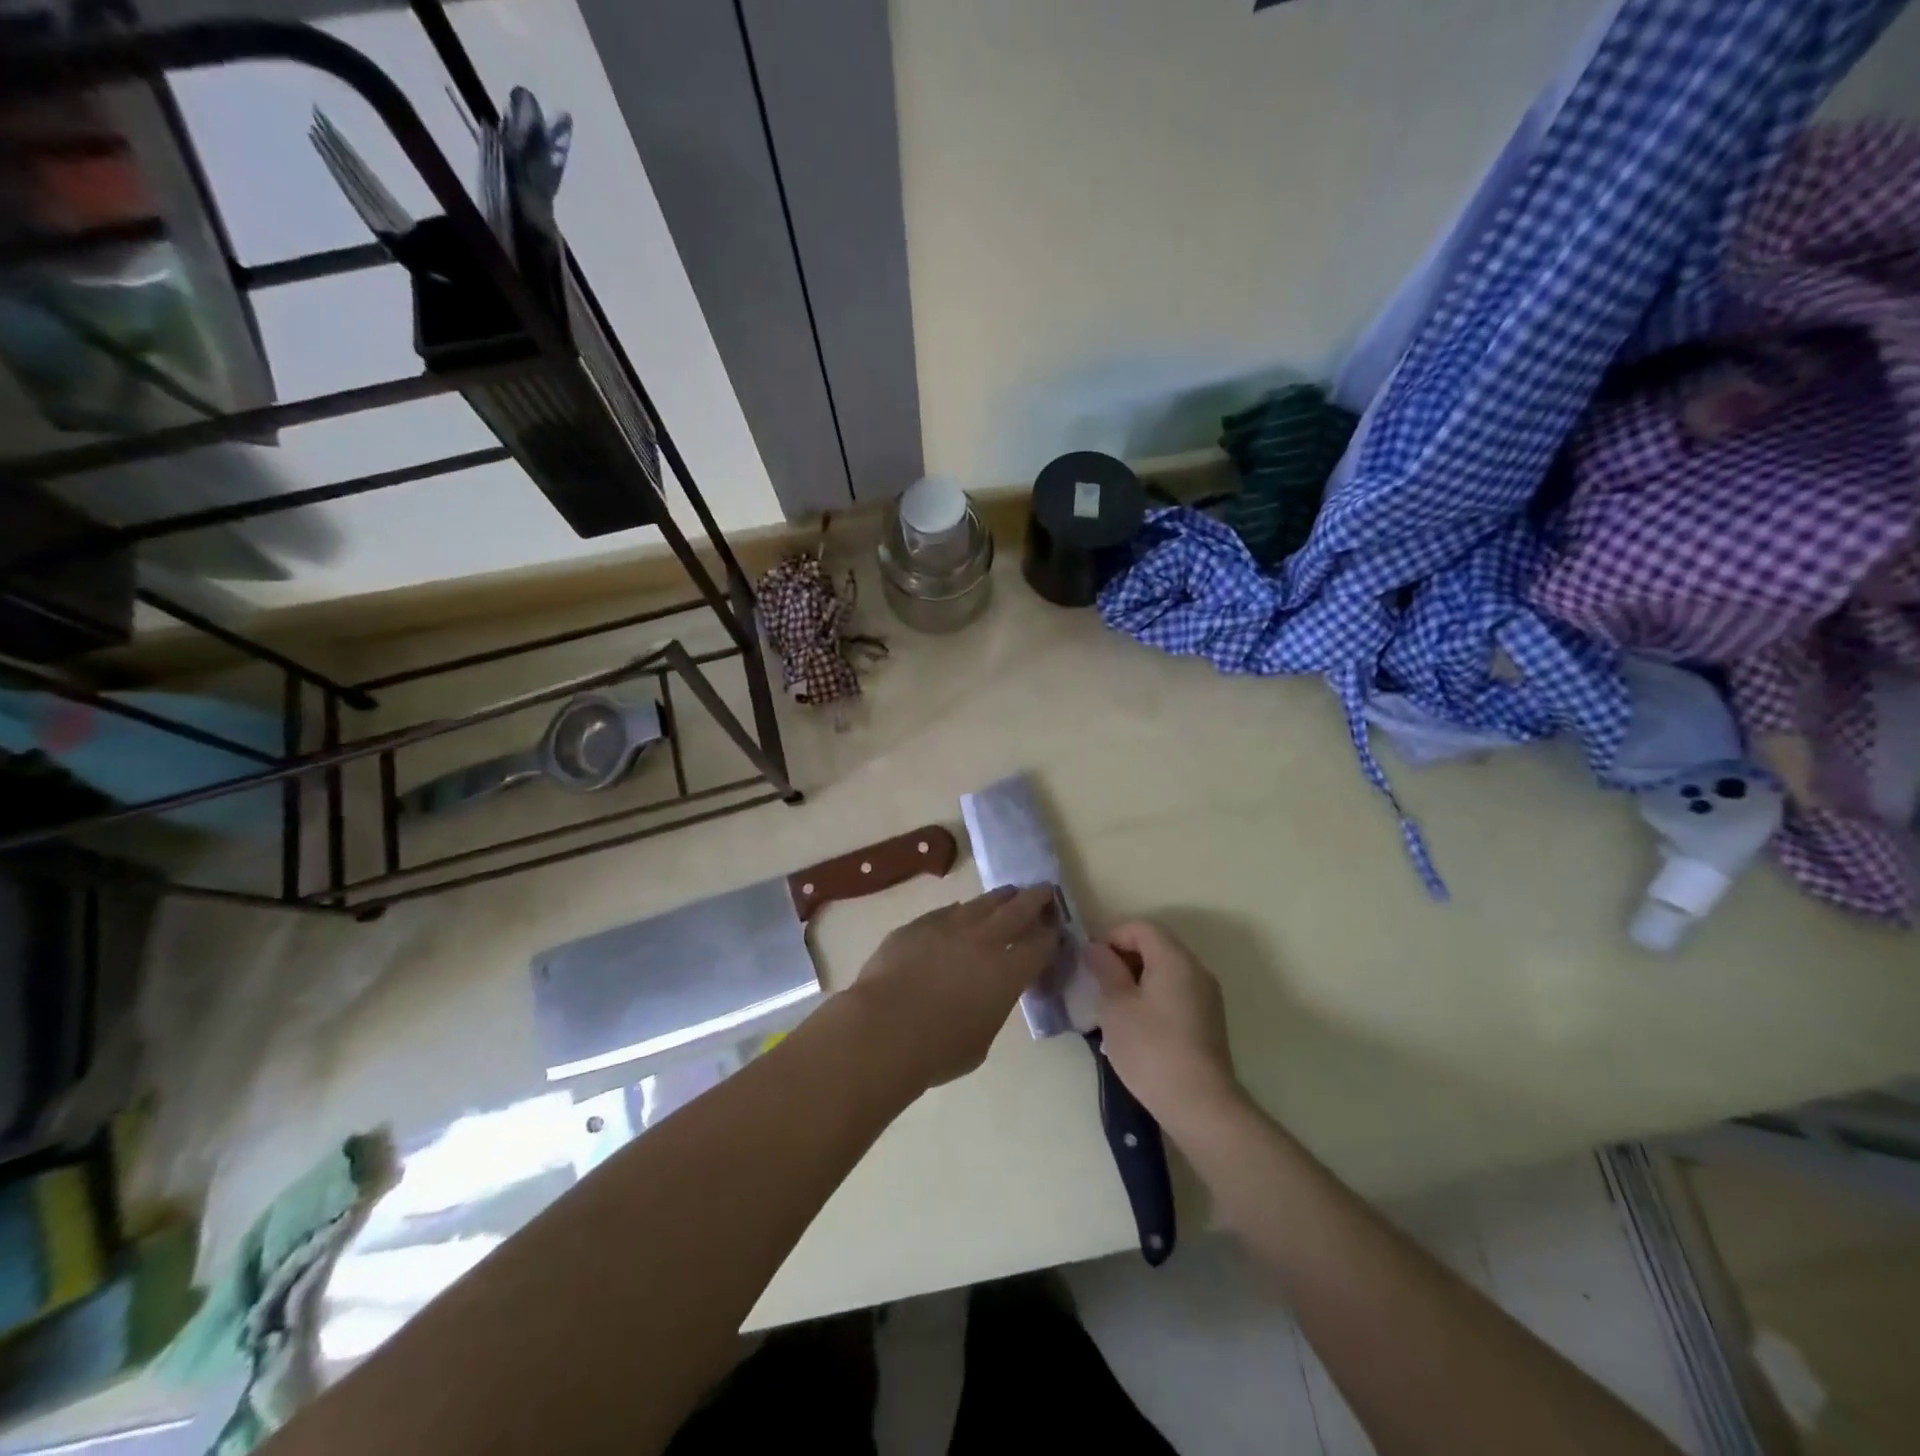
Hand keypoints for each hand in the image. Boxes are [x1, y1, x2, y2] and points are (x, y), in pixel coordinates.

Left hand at [848, 885, 1060, 1090]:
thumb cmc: (938, 1050)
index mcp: (1008, 972)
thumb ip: (991, 1007)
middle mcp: (985, 940)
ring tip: (1008, 894)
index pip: (1041, 944)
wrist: (883, 1028)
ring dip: (1000, 898)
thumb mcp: (981, 1039)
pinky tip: (962, 913)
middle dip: (1036, 898)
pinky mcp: (919, 924)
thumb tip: (986, 993)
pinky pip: (948, 912)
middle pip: (1018, 909)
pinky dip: (962, 912)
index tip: (1055, 929)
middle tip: (1045, 890)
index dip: (1051, 935)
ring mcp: (950, 926)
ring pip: (983, 903)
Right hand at [1085, 921, 1245, 1134]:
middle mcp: (1196, 969)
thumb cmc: (1150, 1048)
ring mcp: (1206, 996)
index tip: (1091, 964)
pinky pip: (1175, 992)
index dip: (1111, 937)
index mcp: (1174, 958)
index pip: (1140, 927)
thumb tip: (1096, 948)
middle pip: (1155, 945)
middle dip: (1123, 958)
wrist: (1199, 1104)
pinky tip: (1137, 1027)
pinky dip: (1153, 997)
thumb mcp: (1116, 1005)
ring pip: (1165, 970)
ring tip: (1114, 1008)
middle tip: (1098, 985)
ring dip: (1136, 979)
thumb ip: (1105, 969)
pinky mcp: (1208, 1020)